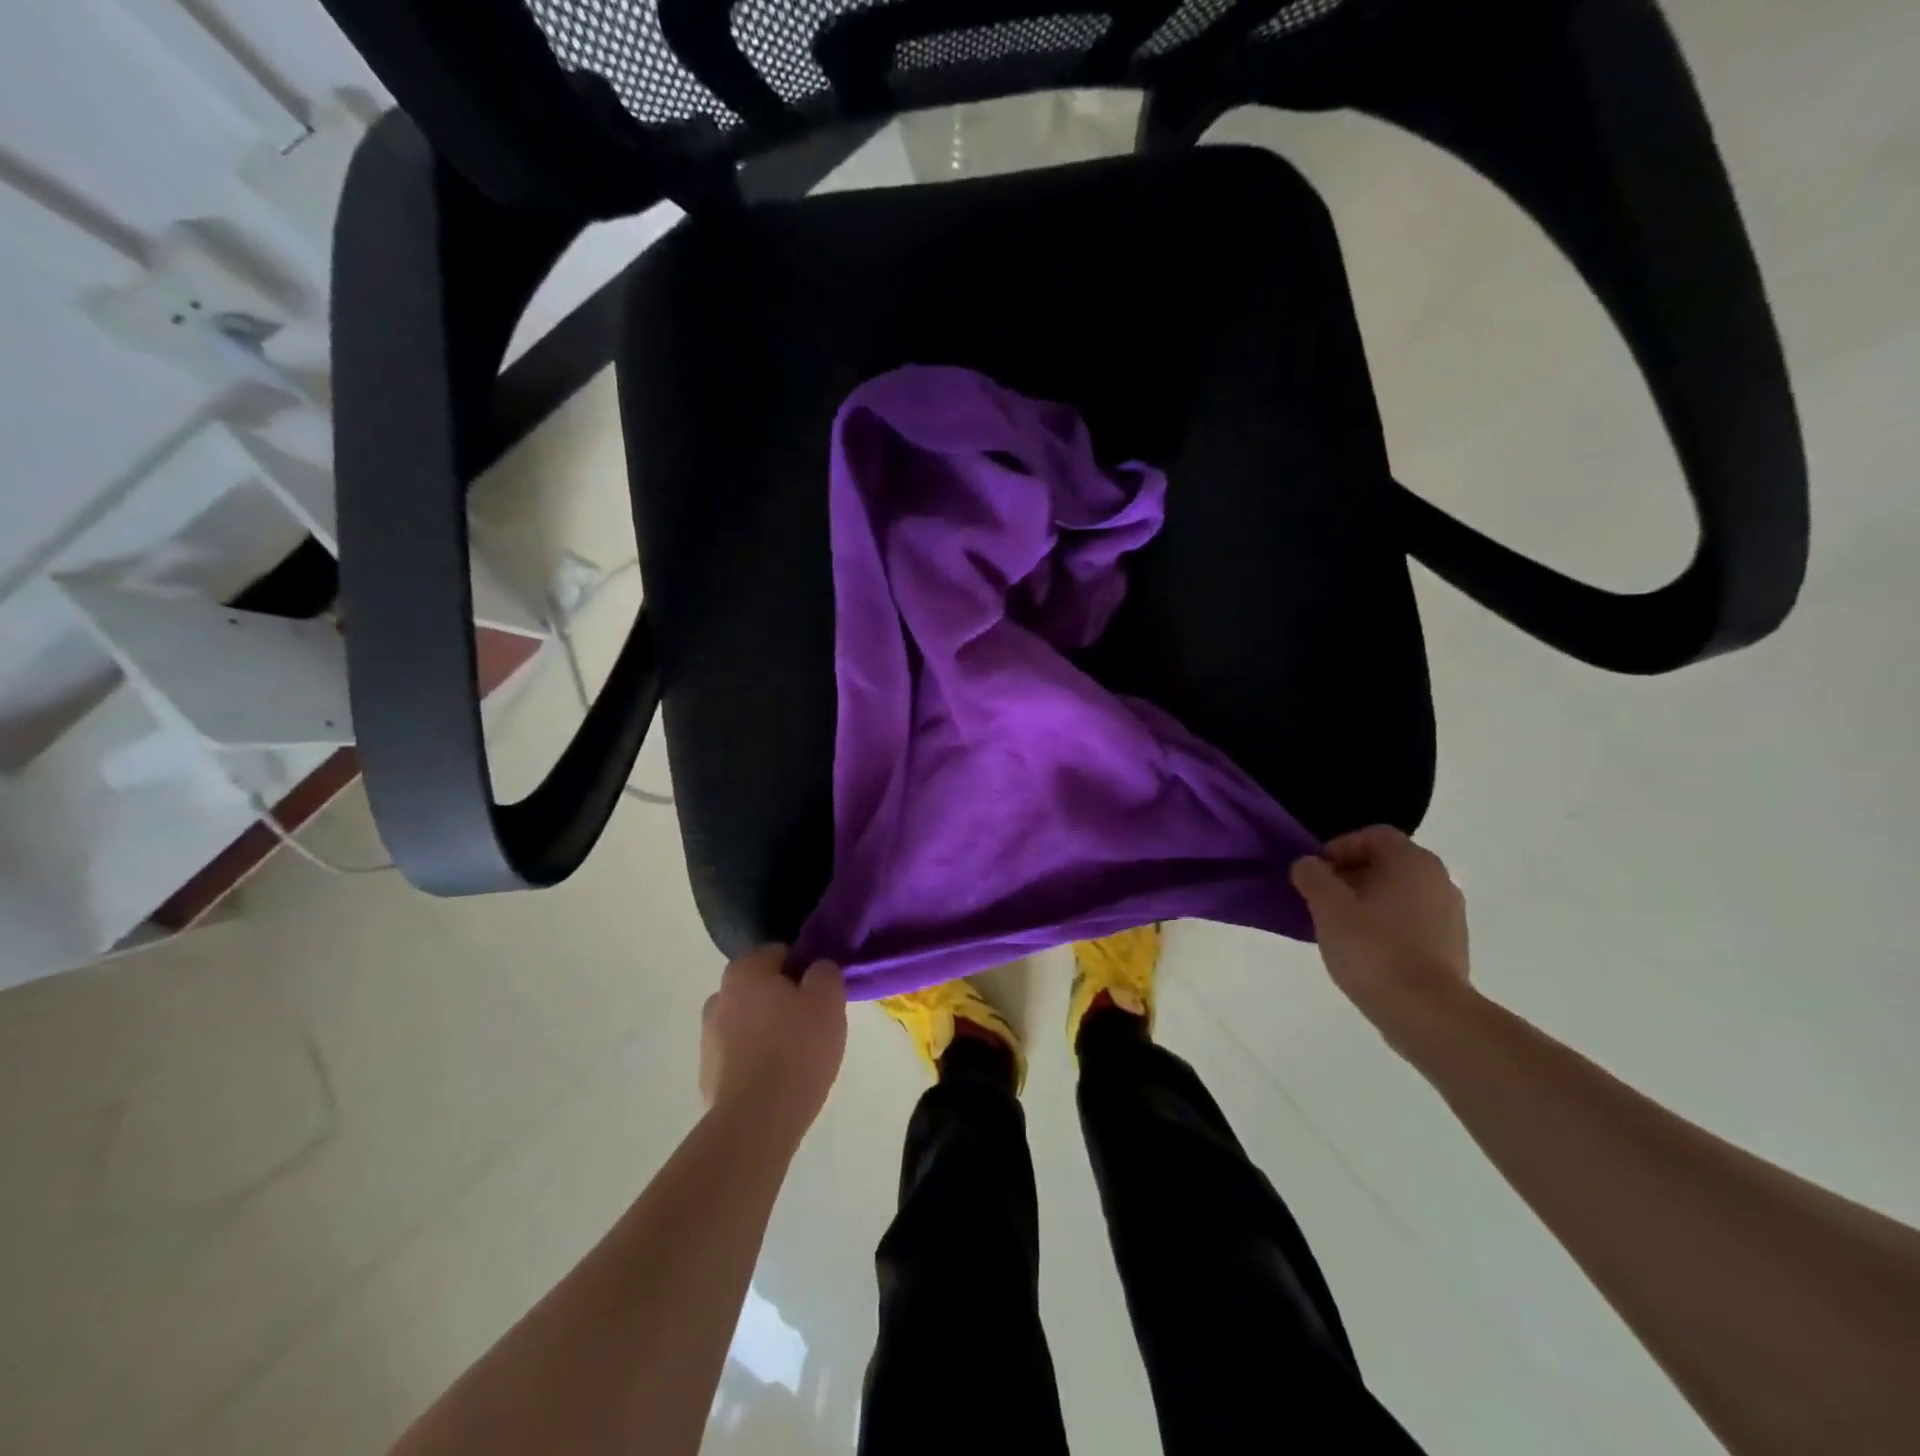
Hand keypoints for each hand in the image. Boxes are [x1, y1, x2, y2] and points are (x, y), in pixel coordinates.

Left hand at [700, 946, 846, 1144]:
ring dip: (769, 1031)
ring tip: (798, 1057)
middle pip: (762, 988)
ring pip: (749, 1022)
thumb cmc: (796, 1048)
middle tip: (814, 1023)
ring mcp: (708, 1039)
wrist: (757, 1120)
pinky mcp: (708, 1076)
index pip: (780, 953)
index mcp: (743, 971)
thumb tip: (816, 969)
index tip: (822, 992)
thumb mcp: (828, 999)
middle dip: (785, 1000)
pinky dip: (757, 1061)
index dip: (805, 968)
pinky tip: (779, 1080)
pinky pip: (741, 1056)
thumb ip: (825, 972)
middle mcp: (718, 997)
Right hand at [1290, 827, 1472, 1038]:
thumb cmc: (1374, 949)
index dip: (1339, 847)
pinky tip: (1365, 950)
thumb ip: (1312, 877)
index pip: (1373, 835)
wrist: (1428, 1014)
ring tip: (1340, 927)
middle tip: (1322, 900)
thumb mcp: (1328, 908)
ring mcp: (1450, 915)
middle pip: (1387, 863)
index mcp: (1413, 862)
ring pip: (1399, 894)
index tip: (1317, 873)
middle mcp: (1439, 880)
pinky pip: (1411, 921)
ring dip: (1367, 902)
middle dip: (1350, 876)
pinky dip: (1386, 926)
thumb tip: (1308, 865)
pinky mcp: (1451, 947)